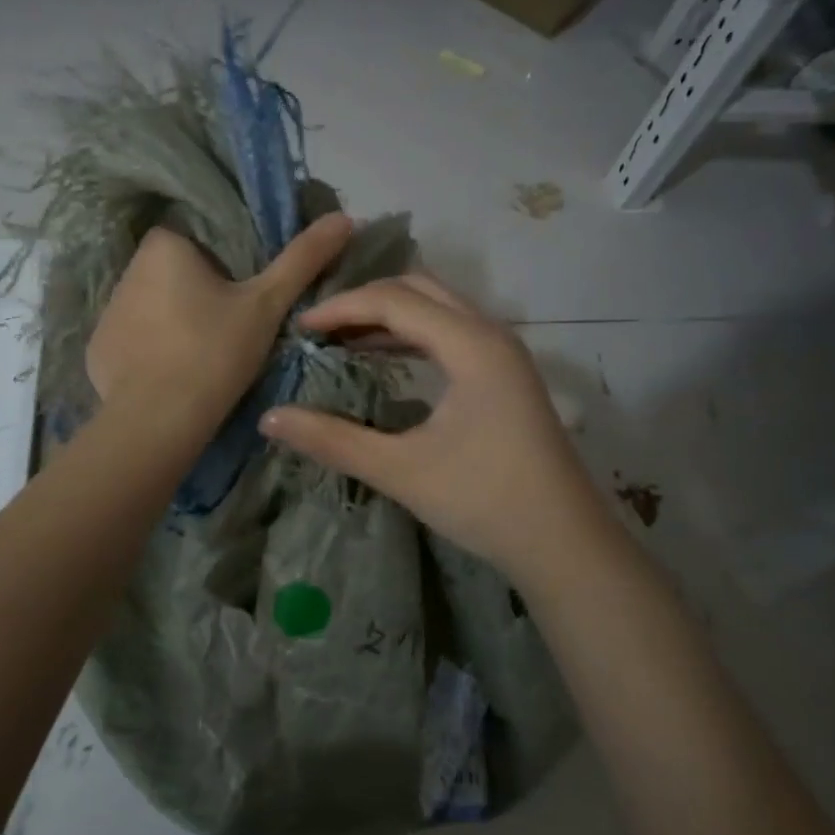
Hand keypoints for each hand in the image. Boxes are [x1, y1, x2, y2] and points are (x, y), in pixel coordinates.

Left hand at [87, 212, 352, 440]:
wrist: (160, 418)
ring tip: (201, 358)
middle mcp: (127, 270)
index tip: (240, 296)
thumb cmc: (215, 350)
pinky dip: (150, 353)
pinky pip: (131, 341)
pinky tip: (171, 376)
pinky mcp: (97, 351)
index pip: (196, 240)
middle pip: (173, 273)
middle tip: (227, 329)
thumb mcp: (267, 304)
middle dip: (196, 293)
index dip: (221, 265)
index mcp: (163, 246)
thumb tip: (346, 217)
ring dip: (172, 322)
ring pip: (151, 307)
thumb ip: (302, 258)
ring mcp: (107, 313)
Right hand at [260, 273, 606, 577]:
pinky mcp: (504, 375)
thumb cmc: (484, 501)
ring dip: (388, 316)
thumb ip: (332, 440)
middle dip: (364, 301)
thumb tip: (269, 418)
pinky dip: (410, 335)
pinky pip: (449, 333)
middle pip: (418, 290)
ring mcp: (502, 353)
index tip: (299, 328)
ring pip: (437, 308)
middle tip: (318, 327)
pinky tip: (382, 360)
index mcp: (471, 345)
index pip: (393, 300)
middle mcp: (490, 334)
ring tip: (340, 339)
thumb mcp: (400, 470)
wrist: (564, 544)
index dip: (341, 308)